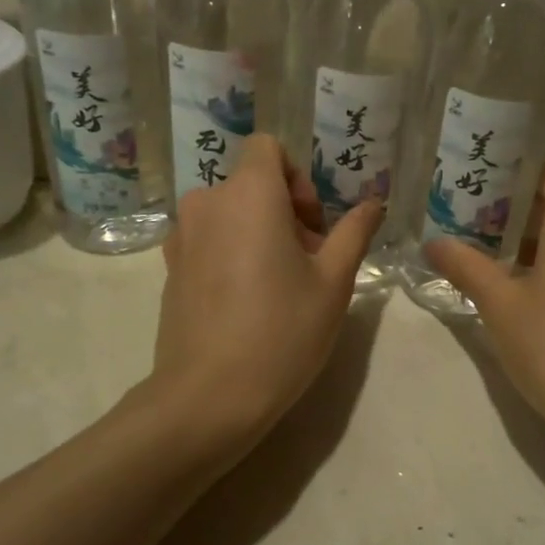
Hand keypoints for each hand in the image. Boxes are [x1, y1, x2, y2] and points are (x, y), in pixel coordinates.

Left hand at [153, 133, 382, 444]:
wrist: (209, 396)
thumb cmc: (282, 331)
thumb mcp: (334, 282)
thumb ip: (354, 232)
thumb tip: (374, 203)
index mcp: (247, 194)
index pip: (268, 148)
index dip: (297, 178)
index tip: (312, 225)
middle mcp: (207, 203)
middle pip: (252, 184)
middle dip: (285, 212)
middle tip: (309, 265)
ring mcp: (181, 237)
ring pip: (230, 214)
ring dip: (259, 233)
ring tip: (279, 286)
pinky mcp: (170, 268)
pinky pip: (209, 240)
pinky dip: (232, 253)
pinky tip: (247, 302)